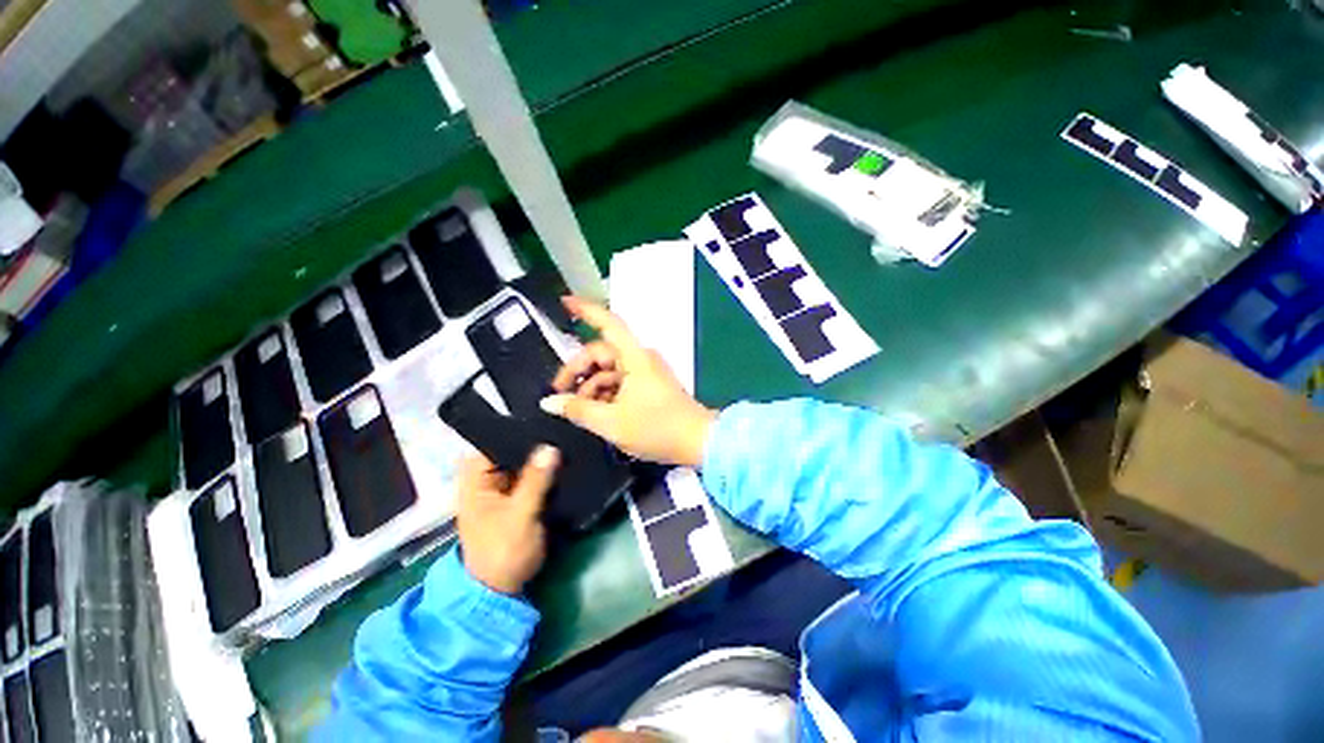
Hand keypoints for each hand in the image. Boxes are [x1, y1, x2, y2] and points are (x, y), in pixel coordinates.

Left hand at [455, 446, 558, 594]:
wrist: (498, 589)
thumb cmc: (503, 551)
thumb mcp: (521, 515)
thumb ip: (535, 480)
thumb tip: (549, 446)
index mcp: (473, 478)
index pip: (495, 442)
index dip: (520, 432)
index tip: (548, 422)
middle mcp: (480, 481)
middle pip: (507, 454)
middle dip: (532, 448)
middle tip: (564, 433)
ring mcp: (494, 494)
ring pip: (518, 469)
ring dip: (538, 465)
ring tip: (567, 448)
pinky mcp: (508, 507)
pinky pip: (524, 485)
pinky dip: (538, 481)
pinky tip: (560, 473)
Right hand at [540, 297, 716, 467]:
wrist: (698, 444)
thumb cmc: (657, 429)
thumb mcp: (611, 422)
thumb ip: (577, 410)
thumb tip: (549, 402)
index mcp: (633, 357)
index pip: (607, 323)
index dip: (585, 310)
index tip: (564, 302)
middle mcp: (639, 359)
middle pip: (600, 353)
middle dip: (577, 371)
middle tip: (559, 395)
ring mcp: (646, 374)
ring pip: (608, 372)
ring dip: (590, 388)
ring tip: (577, 413)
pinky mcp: (650, 389)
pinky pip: (619, 384)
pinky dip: (604, 396)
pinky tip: (594, 416)